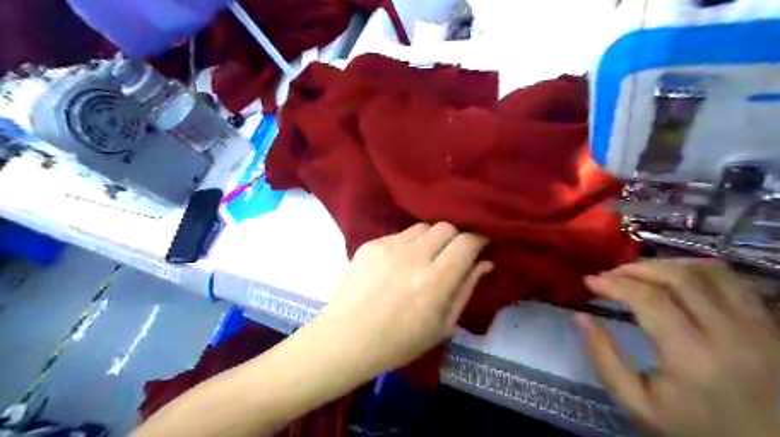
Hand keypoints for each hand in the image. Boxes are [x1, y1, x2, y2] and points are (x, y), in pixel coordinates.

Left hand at [314, 222, 484, 378]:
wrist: (346, 339)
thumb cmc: (398, 342)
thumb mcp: (442, 325)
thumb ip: (466, 289)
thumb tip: (484, 262)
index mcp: (434, 281)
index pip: (467, 242)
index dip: (479, 238)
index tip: (482, 243)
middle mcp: (413, 256)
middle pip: (446, 226)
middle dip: (457, 236)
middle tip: (454, 253)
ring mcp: (388, 246)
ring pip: (423, 226)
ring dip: (432, 238)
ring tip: (426, 257)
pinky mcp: (371, 244)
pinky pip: (400, 234)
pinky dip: (409, 244)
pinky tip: (400, 264)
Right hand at [579, 260, 779, 435]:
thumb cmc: (696, 428)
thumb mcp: (638, 404)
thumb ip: (604, 359)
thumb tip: (581, 317)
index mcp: (692, 357)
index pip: (649, 299)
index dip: (614, 284)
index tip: (589, 281)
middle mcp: (729, 333)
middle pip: (678, 277)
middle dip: (635, 269)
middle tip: (611, 275)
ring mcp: (758, 326)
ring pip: (709, 271)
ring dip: (666, 265)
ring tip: (641, 274)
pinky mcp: (772, 324)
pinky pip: (734, 280)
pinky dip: (700, 270)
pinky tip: (680, 277)